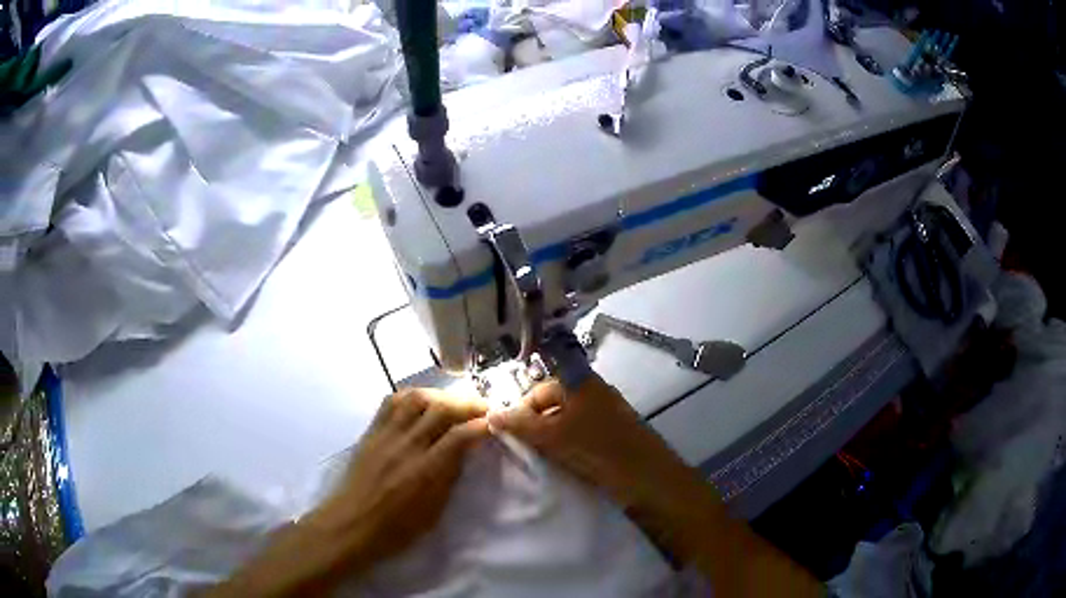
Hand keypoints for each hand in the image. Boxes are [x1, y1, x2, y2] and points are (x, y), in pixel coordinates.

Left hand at [210, 389, 488, 597]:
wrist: (351, 525)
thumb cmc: (396, 530)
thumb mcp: (434, 512)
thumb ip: (449, 479)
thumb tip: (464, 453)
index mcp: (426, 472)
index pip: (461, 436)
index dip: (482, 424)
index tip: (496, 422)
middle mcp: (406, 446)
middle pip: (440, 408)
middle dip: (467, 403)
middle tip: (482, 408)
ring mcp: (386, 435)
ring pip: (416, 398)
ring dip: (441, 395)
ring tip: (454, 402)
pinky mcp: (371, 432)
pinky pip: (391, 402)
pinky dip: (412, 396)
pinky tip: (422, 402)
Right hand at [488, 376, 712, 518]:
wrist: (650, 481)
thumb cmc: (599, 450)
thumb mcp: (554, 437)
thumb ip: (521, 425)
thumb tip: (491, 413)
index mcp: (582, 384)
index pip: (540, 389)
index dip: (521, 408)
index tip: (508, 434)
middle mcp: (595, 395)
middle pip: (553, 406)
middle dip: (535, 426)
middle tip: (523, 450)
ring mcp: (606, 417)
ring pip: (567, 423)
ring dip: (551, 439)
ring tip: (541, 460)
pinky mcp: (613, 438)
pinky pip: (581, 437)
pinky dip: (568, 448)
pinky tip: (562, 465)